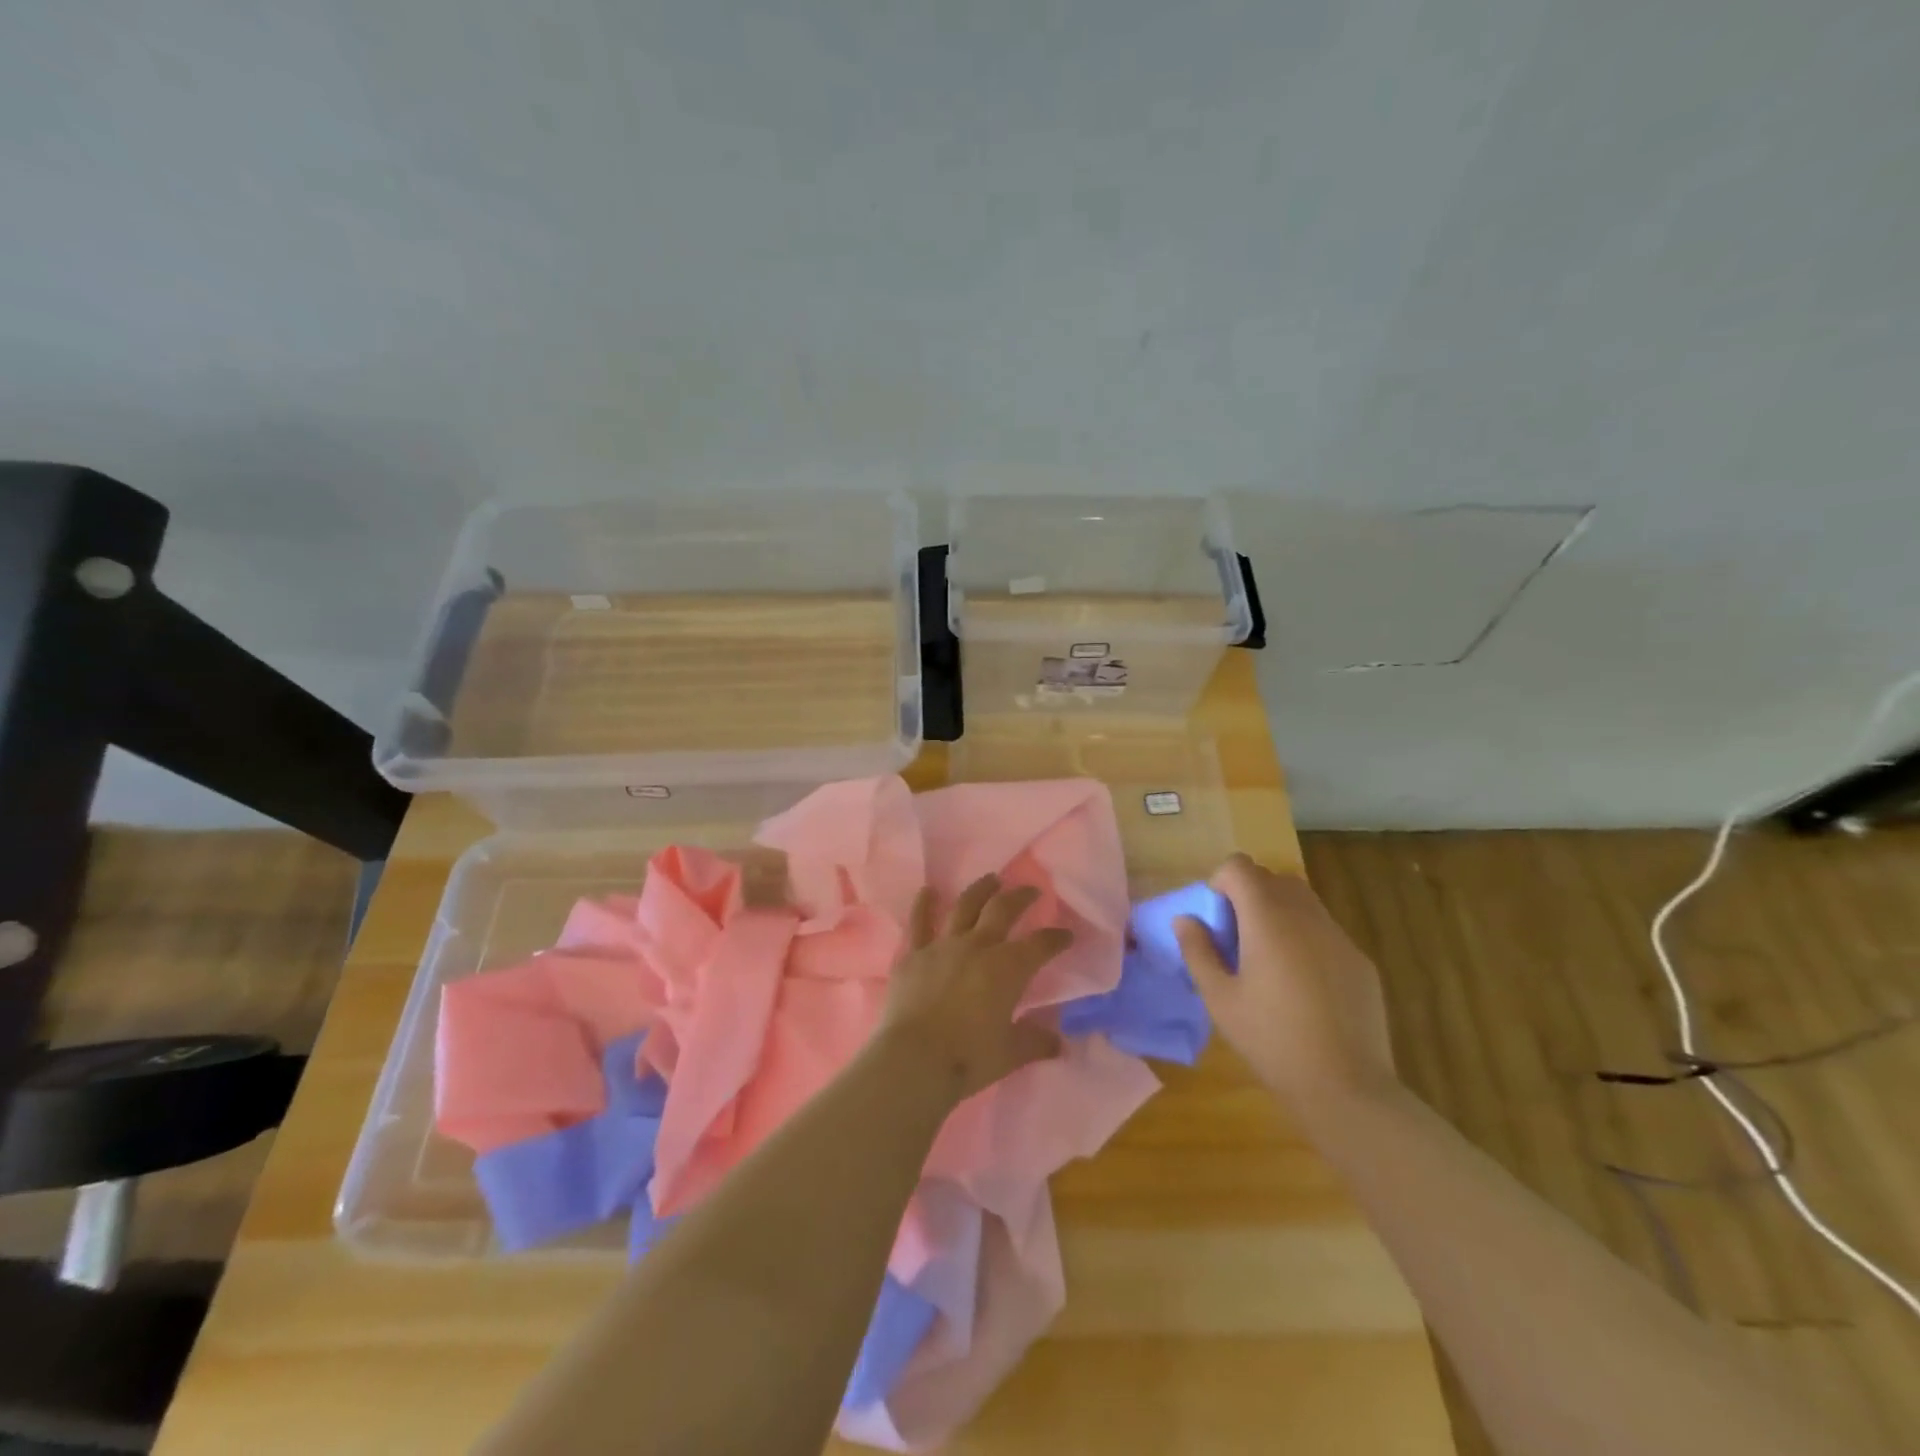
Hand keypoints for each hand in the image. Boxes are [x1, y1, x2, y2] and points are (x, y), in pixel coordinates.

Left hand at [879, 874, 1071, 1101]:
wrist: (915, 1059)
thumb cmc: (968, 1058)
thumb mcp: (1011, 1054)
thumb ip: (1036, 1042)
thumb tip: (1058, 1043)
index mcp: (1008, 968)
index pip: (1040, 944)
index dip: (1056, 937)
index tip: (1066, 935)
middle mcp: (978, 946)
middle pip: (1003, 910)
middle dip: (1020, 897)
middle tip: (1030, 891)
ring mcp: (943, 946)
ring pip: (964, 906)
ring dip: (980, 890)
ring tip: (990, 879)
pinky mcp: (913, 954)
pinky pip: (919, 923)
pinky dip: (923, 905)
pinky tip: (927, 890)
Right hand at [1175, 854, 1396, 1109]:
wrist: (1346, 1086)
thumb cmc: (1271, 1039)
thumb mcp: (1219, 999)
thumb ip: (1198, 951)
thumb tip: (1185, 919)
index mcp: (1268, 919)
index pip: (1240, 867)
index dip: (1221, 882)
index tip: (1216, 918)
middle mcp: (1306, 915)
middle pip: (1273, 878)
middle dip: (1249, 895)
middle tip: (1237, 938)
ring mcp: (1338, 936)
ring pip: (1303, 901)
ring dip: (1278, 912)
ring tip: (1268, 958)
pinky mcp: (1359, 960)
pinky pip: (1325, 930)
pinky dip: (1305, 937)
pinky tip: (1303, 985)